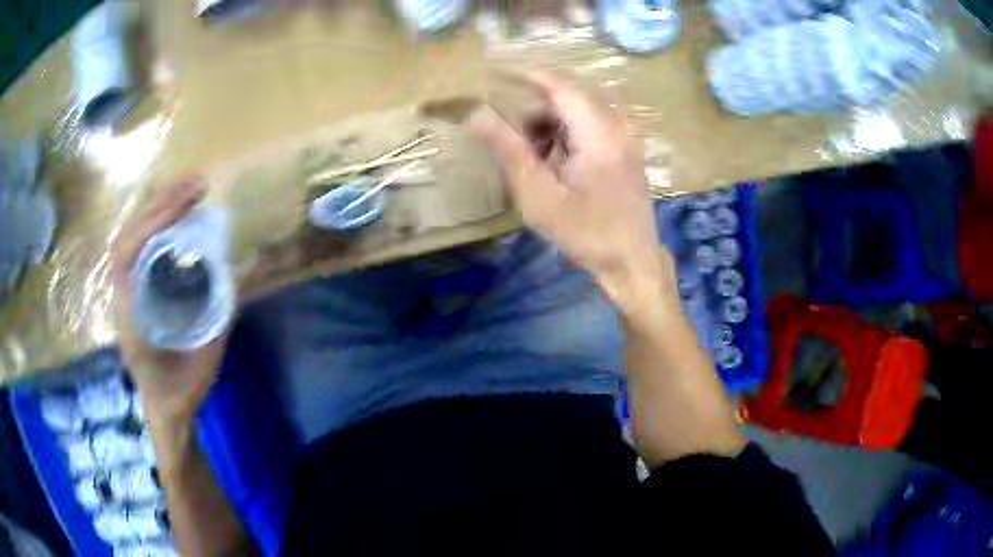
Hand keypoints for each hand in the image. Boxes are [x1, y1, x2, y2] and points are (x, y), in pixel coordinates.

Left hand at [111, 178, 227, 428]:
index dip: (153, 223)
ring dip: (157, 206)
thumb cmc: (179, 388)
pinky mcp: (134, 289)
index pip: (128, 252)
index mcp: (129, 312)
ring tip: (189, 187)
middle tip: (198, 184)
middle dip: (160, 202)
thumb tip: (236, 270)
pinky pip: (139, 247)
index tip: (188, 206)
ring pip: (131, 236)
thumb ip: (218, 314)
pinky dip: (155, 222)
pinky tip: (175, 212)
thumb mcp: (203, 356)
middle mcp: (122, 293)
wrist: (164, 409)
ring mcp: (126, 290)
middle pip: (129, 234)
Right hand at [470, 71, 674, 309]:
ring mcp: (627, 140)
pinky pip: (594, 127)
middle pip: (570, 99)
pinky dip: (569, 136)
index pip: (560, 87)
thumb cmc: (587, 233)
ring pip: (581, 113)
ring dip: (553, 126)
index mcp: (599, 133)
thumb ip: (509, 151)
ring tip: (535, 160)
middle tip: (515, 142)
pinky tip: (559, 165)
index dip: (528, 77)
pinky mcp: (628, 152)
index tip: (497, 75)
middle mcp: (618, 127)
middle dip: (537, 112)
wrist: (633, 262)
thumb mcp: (540, 196)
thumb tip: (477, 115)